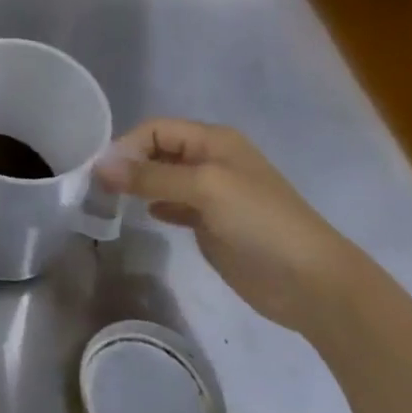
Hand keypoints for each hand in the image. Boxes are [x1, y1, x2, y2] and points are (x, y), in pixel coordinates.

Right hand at [96, 120, 362, 334]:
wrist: (312, 284)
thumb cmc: (260, 222)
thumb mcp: (205, 189)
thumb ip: (151, 176)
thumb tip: (101, 167)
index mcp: (213, 141)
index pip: (157, 129)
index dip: (128, 145)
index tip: (101, 172)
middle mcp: (210, 160)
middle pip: (157, 151)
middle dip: (129, 163)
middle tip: (99, 187)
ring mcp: (212, 194)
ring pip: (163, 179)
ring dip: (138, 185)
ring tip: (110, 200)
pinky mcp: (212, 224)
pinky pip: (174, 204)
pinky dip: (155, 205)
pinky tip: (143, 215)